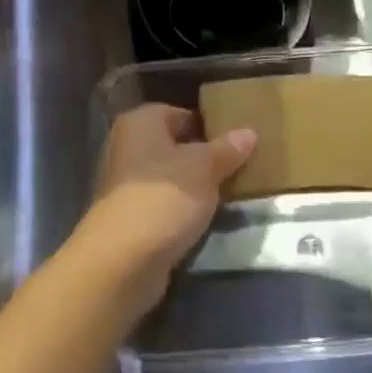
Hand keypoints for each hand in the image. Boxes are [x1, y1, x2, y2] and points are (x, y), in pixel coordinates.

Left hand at [71, 103, 256, 313]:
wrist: (123, 258)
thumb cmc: (164, 197)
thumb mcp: (204, 168)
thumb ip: (226, 149)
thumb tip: (248, 132)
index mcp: (140, 122)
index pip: (179, 114)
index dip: (208, 126)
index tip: (237, 143)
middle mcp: (126, 145)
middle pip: (172, 145)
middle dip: (201, 157)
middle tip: (237, 168)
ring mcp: (123, 183)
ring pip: (166, 176)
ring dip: (191, 185)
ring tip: (225, 195)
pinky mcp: (126, 216)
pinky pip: (160, 202)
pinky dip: (178, 208)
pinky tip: (201, 219)